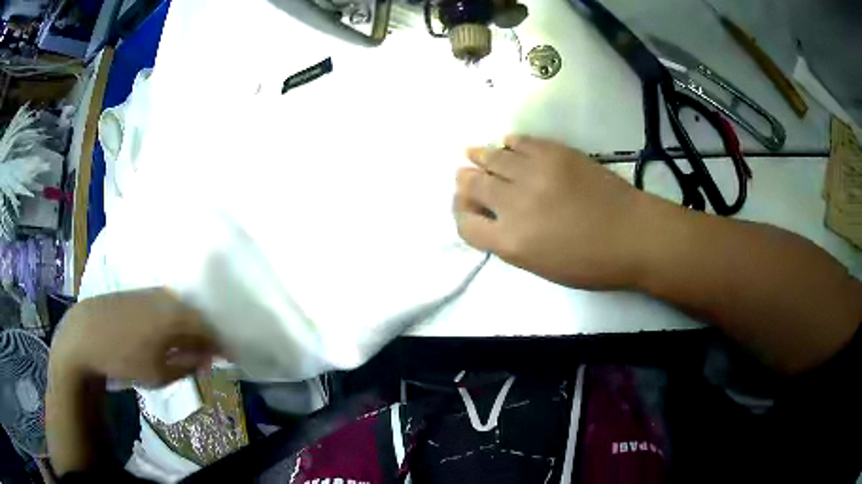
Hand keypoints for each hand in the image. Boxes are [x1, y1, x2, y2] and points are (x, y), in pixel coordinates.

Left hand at [50, 288, 218, 386]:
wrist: (85, 334)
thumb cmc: (124, 358)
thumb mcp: (159, 374)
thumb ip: (187, 365)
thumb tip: (208, 359)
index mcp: (176, 317)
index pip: (209, 330)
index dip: (221, 346)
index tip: (228, 359)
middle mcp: (167, 298)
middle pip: (196, 316)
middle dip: (204, 336)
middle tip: (207, 356)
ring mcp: (151, 292)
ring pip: (179, 309)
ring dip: (187, 327)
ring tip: (187, 347)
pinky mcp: (138, 292)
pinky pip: (164, 304)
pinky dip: (172, 319)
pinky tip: (166, 333)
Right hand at [455, 135, 659, 289]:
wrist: (632, 235)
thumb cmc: (591, 263)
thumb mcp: (542, 267)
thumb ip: (510, 242)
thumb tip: (494, 217)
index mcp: (511, 242)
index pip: (466, 224)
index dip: (462, 215)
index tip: (468, 209)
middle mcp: (515, 204)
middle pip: (472, 185)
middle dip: (464, 182)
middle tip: (465, 177)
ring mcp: (534, 173)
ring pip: (491, 157)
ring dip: (479, 156)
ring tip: (474, 153)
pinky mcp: (554, 152)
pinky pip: (520, 141)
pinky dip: (509, 143)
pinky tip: (508, 145)